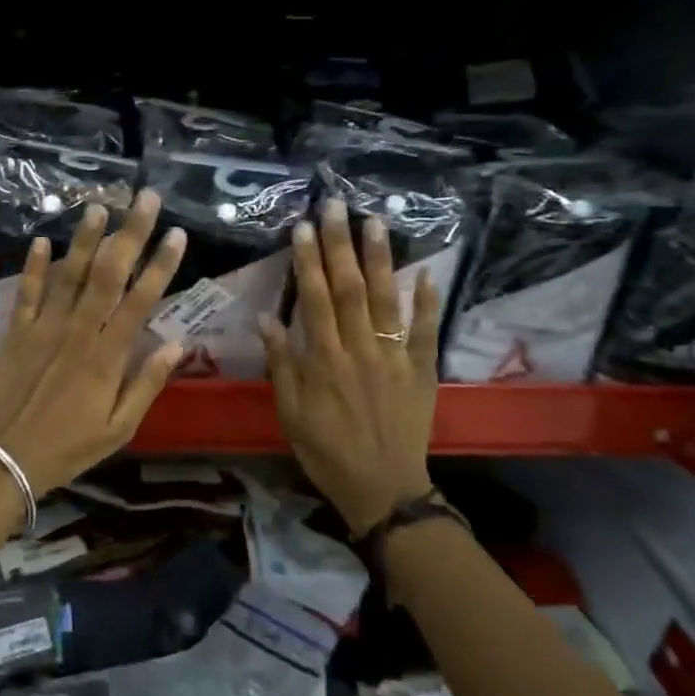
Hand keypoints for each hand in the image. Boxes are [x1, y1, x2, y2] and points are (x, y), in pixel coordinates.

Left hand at [0, 190, 186, 494]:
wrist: (7, 458)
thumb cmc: (70, 447)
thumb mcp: (120, 428)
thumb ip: (147, 384)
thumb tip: (177, 344)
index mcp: (108, 356)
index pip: (140, 300)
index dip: (160, 265)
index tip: (177, 234)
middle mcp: (78, 331)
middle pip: (108, 275)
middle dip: (129, 234)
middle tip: (145, 199)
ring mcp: (44, 327)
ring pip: (68, 275)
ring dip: (84, 239)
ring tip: (97, 207)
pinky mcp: (16, 331)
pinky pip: (26, 293)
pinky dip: (32, 266)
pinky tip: (39, 240)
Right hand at [259, 198, 439, 536]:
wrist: (383, 488)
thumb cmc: (326, 450)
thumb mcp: (291, 413)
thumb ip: (281, 365)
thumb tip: (267, 319)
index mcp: (325, 360)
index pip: (315, 300)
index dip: (308, 262)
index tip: (303, 228)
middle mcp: (360, 350)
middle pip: (350, 289)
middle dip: (341, 245)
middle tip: (336, 207)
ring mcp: (394, 358)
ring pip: (387, 300)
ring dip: (381, 259)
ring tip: (376, 222)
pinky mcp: (421, 371)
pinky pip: (425, 332)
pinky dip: (427, 303)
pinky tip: (426, 272)